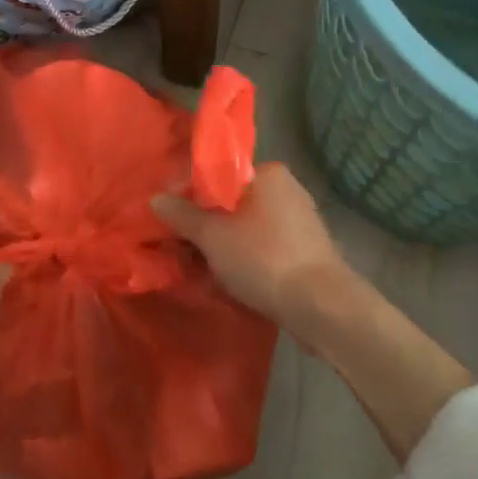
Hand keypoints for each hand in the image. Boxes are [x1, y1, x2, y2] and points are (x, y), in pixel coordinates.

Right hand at [152, 163, 351, 331]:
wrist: (321, 305)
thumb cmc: (262, 259)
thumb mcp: (212, 236)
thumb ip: (182, 215)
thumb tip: (156, 198)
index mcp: (268, 174)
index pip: (217, 177)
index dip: (188, 199)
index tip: (170, 224)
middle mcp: (287, 189)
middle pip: (232, 203)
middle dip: (206, 227)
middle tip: (184, 252)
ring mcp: (301, 221)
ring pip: (247, 228)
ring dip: (225, 247)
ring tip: (204, 271)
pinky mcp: (307, 250)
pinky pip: (265, 247)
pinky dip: (247, 259)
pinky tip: (233, 281)